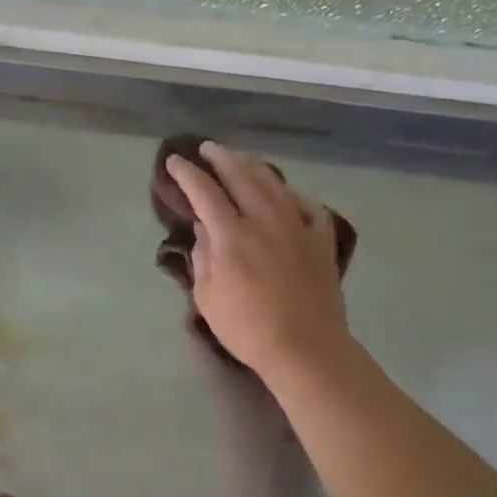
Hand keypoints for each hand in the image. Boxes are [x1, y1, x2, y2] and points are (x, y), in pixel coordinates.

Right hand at [165, 141, 352, 378]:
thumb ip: (203, 257)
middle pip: (240, 176)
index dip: (187, 174)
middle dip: (220, 158)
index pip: (204, 192)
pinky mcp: (321, 239)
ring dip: (252, 167)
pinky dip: (292, 193)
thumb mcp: (208, 297)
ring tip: (240, 160)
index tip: (175, 161)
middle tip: (206, 148)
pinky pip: (307, 204)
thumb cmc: (248, 328)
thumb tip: (204, 230)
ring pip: (273, 184)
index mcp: (232, 234)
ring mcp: (297, 226)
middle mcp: (264, 219)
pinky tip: (285, 192)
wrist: (306, 348)